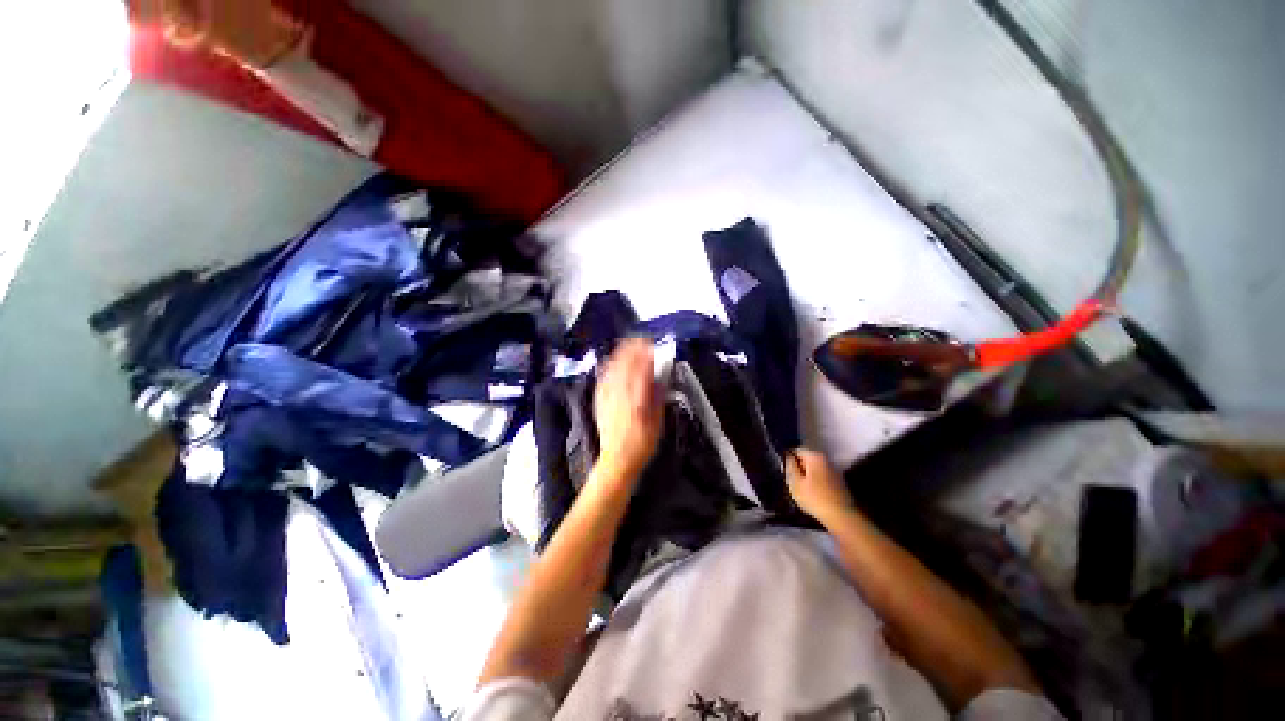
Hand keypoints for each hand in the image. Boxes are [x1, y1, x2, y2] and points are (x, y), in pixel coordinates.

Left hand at [593, 338, 662, 480]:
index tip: (651, 345)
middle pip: (624, 366)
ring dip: (620, 355)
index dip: (646, 355)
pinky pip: (603, 378)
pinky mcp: (599, 401)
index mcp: (636, 400)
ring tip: (627, 344)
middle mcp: (619, 396)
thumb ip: (657, 398)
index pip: (641, 371)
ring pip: (612, 370)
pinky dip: (609, 367)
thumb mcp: (657, 422)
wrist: (617, 459)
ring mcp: (607, 398)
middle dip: (632, 350)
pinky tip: (611, 361)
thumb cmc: (642, 444)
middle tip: (640, 340)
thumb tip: (660, 378)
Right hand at [786, 448, 853, 524]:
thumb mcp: (795, 482)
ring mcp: (834, 470)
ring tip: (800, 488)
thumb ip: (790, 465)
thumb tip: (788, 456)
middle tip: (791, 480)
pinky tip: (812, 493)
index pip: (796, 449)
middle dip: (798, 467)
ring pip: (814, 468)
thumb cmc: (815, 498)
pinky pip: (822, 477)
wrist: (842, 517)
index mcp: (815, 456)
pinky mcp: (839, 482)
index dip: (788, 458)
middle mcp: (826, 459)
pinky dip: (815, 482)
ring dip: (806, 475)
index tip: (784, 470)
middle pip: (806, 458)